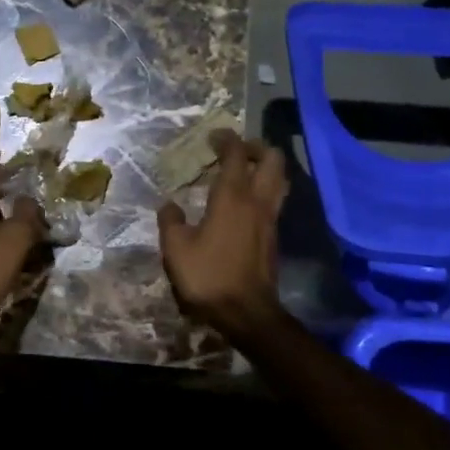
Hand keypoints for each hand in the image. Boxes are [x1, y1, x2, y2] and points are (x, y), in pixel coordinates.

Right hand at [158, 130, 287, 339]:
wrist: (247, 313)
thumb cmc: (208, 276)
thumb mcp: (176, 248)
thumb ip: (171, 221)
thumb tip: (170, 205)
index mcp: (232, 197)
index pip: (236, 154)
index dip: (226, 139)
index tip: (213, 136)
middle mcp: (257, 201)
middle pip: (272, 159)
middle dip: (256, 147)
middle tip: (235, 151)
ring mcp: (270, 219)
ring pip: (279, 179)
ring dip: (265, 168)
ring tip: (244, 172)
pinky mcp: (274, 236)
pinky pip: (275, 199)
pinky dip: (264, 189)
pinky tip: (245, 202)